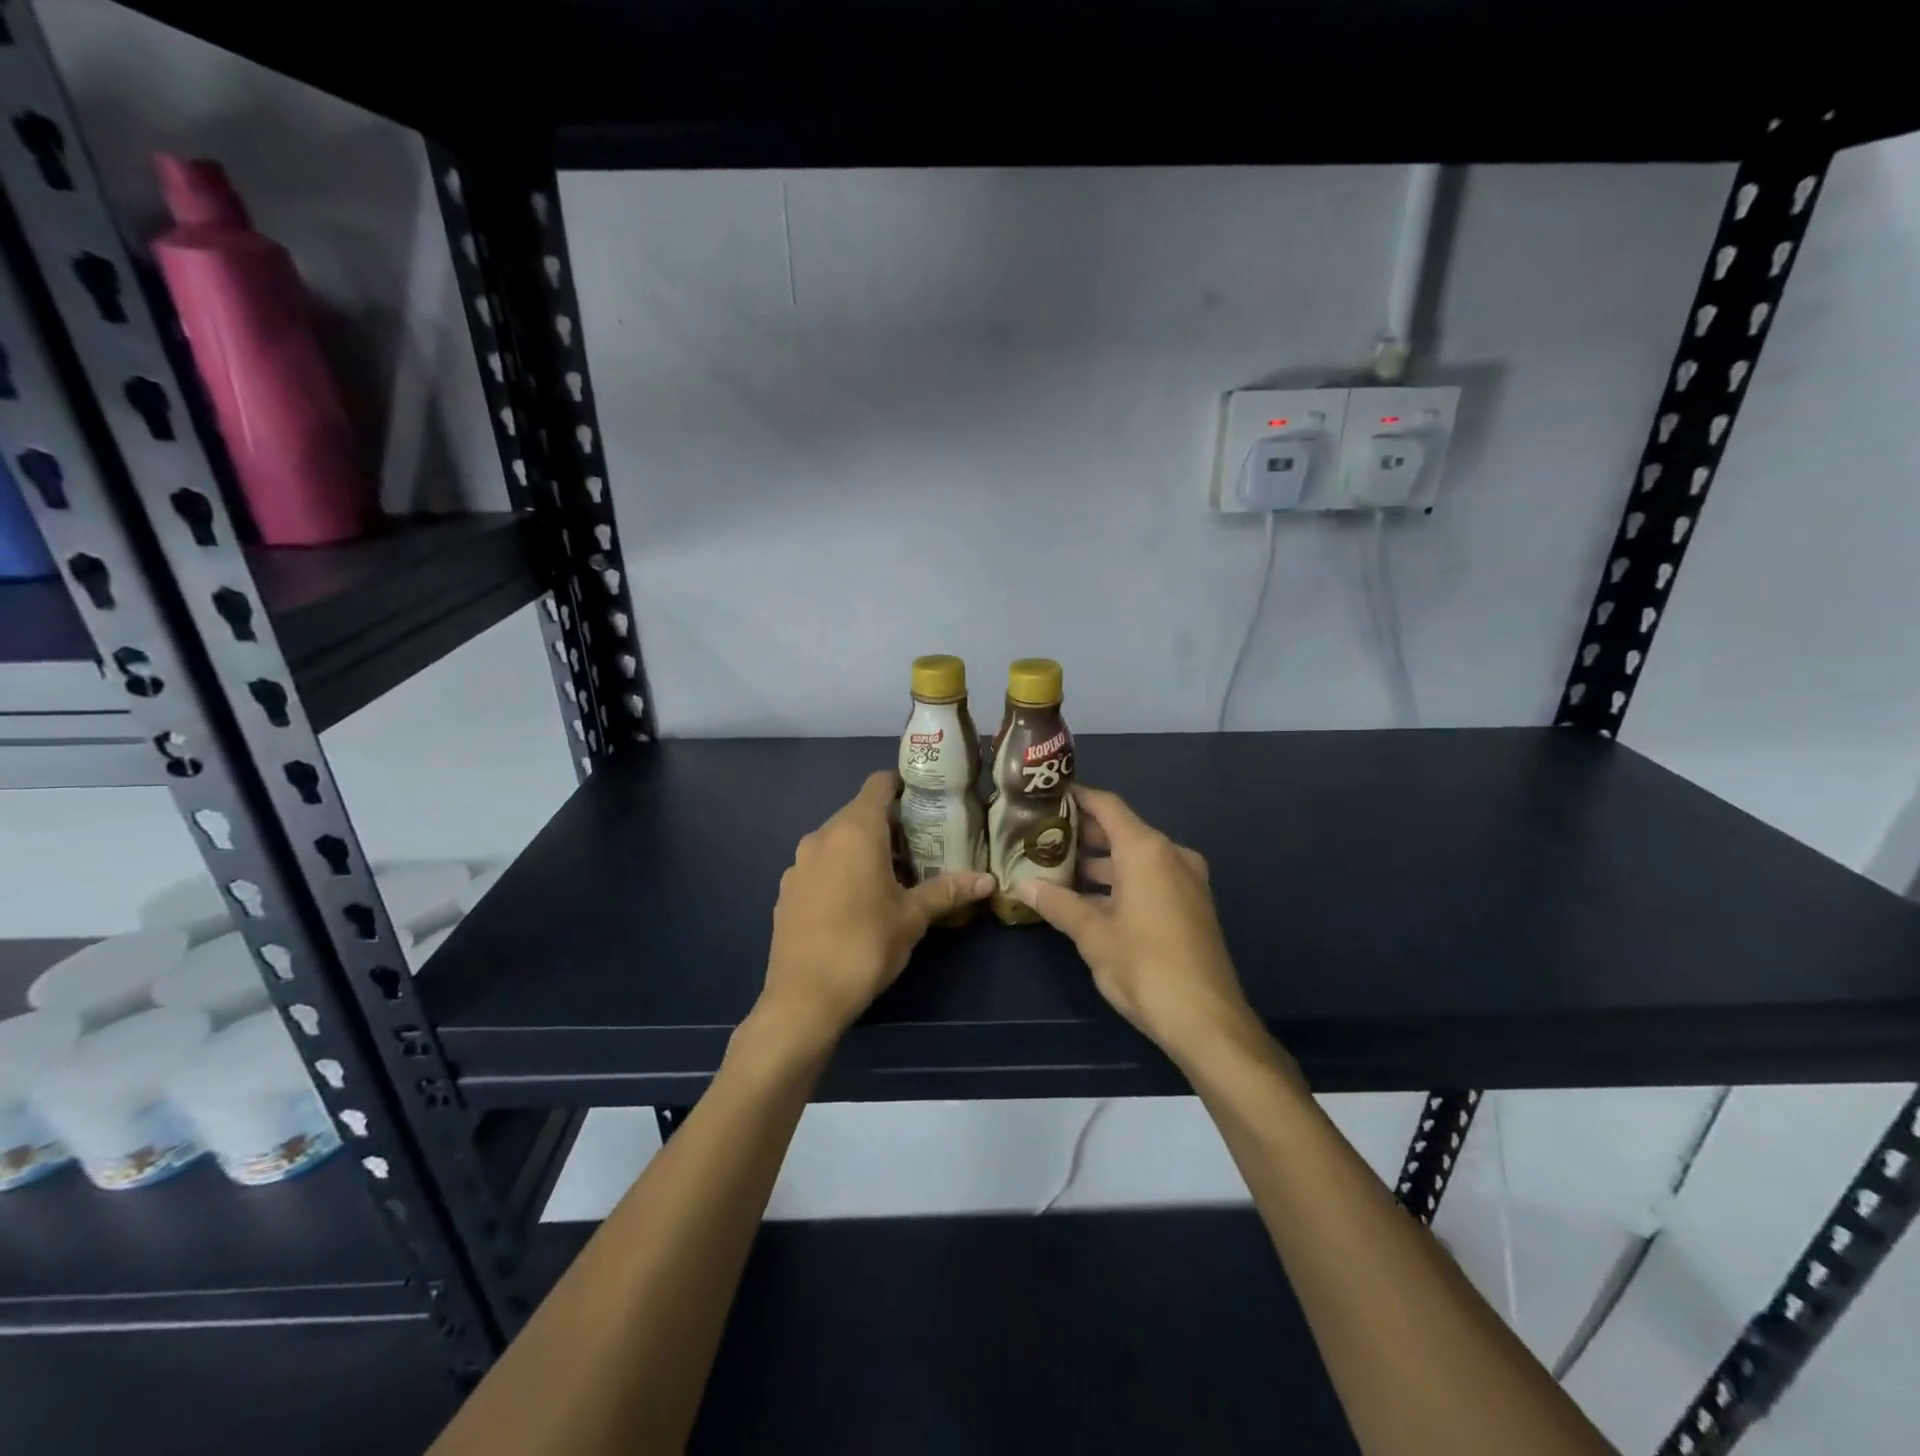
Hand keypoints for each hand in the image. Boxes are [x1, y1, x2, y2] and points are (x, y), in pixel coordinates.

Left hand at [756, 770, 994, 1052]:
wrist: (803, 998)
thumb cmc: (865, 945)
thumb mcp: (912, 917)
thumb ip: (948, 891)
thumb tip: (988, 880)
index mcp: (855, 831)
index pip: (878, 785)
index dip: (902, 786)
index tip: (926, 800)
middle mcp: (822, 836)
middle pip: (859, 813)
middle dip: (889, 824)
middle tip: (921, 846)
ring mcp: (799, 863)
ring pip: (837, 840)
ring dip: (863, 849)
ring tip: (892, 876)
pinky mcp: (786, 890)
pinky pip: (820, 865)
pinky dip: (840, 870)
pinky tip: (855, 902)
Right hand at [1014, 787, 1263, 1067]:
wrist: (1207, 1019)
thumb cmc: (1144, 966)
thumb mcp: (1092, 934)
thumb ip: (1057, 903)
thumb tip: (1022, 885)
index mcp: (1146, 850)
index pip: (1107, 806)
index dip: (1077, 797)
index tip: (1047, 796)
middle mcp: (1170, 854)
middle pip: (1121, 830)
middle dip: (1082, 834)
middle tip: (1042, 836)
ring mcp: (1186, 880)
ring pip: (1135, 857)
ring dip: (1099, 862)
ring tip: (1058, 869)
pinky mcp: (1192, 905)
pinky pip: (1150, 878)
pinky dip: (1121, 881)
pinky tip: (1089, 900)